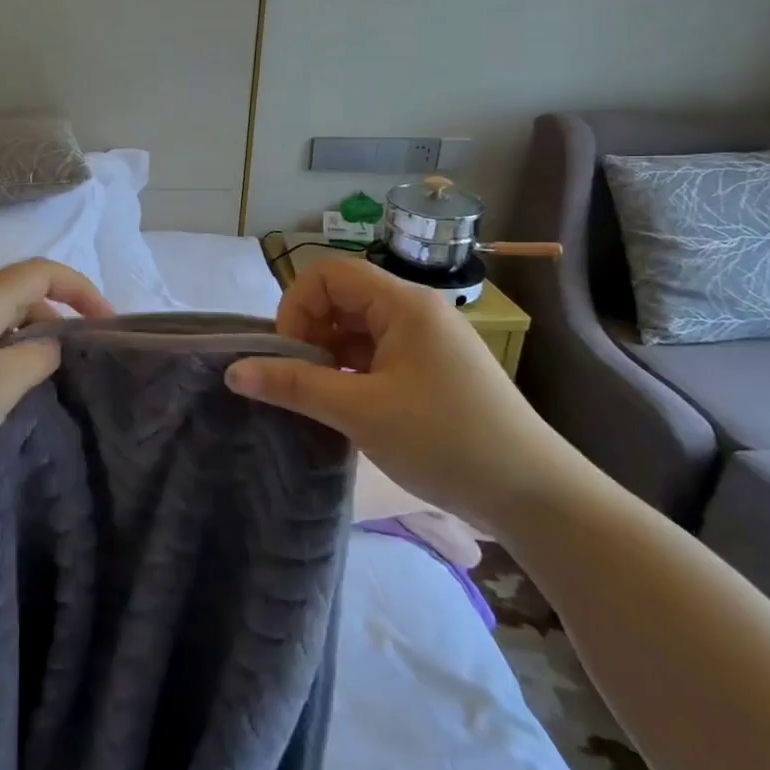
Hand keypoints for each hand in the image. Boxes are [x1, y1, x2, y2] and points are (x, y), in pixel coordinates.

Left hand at [0, 259, 112, 488]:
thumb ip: (37, 358)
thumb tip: (51, 346)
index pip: (43, 273)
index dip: (80, 289)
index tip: (106, 323)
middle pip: (23, 295)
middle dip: (59, 317)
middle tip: (81, 359)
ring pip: (2, 322)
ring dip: (31, 341)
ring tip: (49, 380)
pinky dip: (7, 357)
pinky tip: (7, 392)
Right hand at [225, 258, 587, 534]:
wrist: (535, 495)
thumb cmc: (445, 440)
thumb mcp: (360, 411)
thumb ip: (293, 385)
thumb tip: (234, 371)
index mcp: (403, 303)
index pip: (327, 274)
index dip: (296, 307)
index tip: (291, 356)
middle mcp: (415, 310)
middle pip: (340, 298)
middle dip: (310, 333)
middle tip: (303, 381)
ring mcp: (426, 341)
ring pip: (357, 328)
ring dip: (329, 356)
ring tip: (322, 398)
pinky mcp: (433, 369)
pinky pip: (377, 353)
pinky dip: (352, 372)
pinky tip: (347, 407)